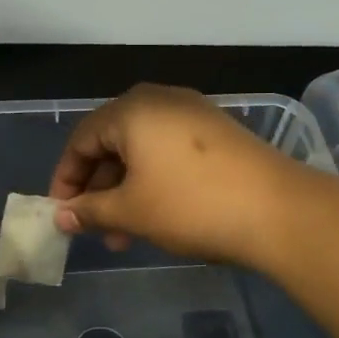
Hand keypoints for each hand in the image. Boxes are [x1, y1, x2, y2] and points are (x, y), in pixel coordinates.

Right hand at [47, 83, 308, 269]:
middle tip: (94, 228)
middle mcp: (161, 101)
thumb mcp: (131, 211)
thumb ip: (89, 210)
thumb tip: (60, 216)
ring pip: (142, 151)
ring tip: (125, 236)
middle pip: (112, 143)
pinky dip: (154, 182)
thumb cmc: (190, 205)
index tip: (62, 213)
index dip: (65, 178)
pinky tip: (158, 216)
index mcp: (132, 110)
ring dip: (126, 191)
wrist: (278, 211)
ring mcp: (194, 114)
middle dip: (98, 189)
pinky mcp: (218, 133)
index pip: (81, 139)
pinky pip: (170, 152)